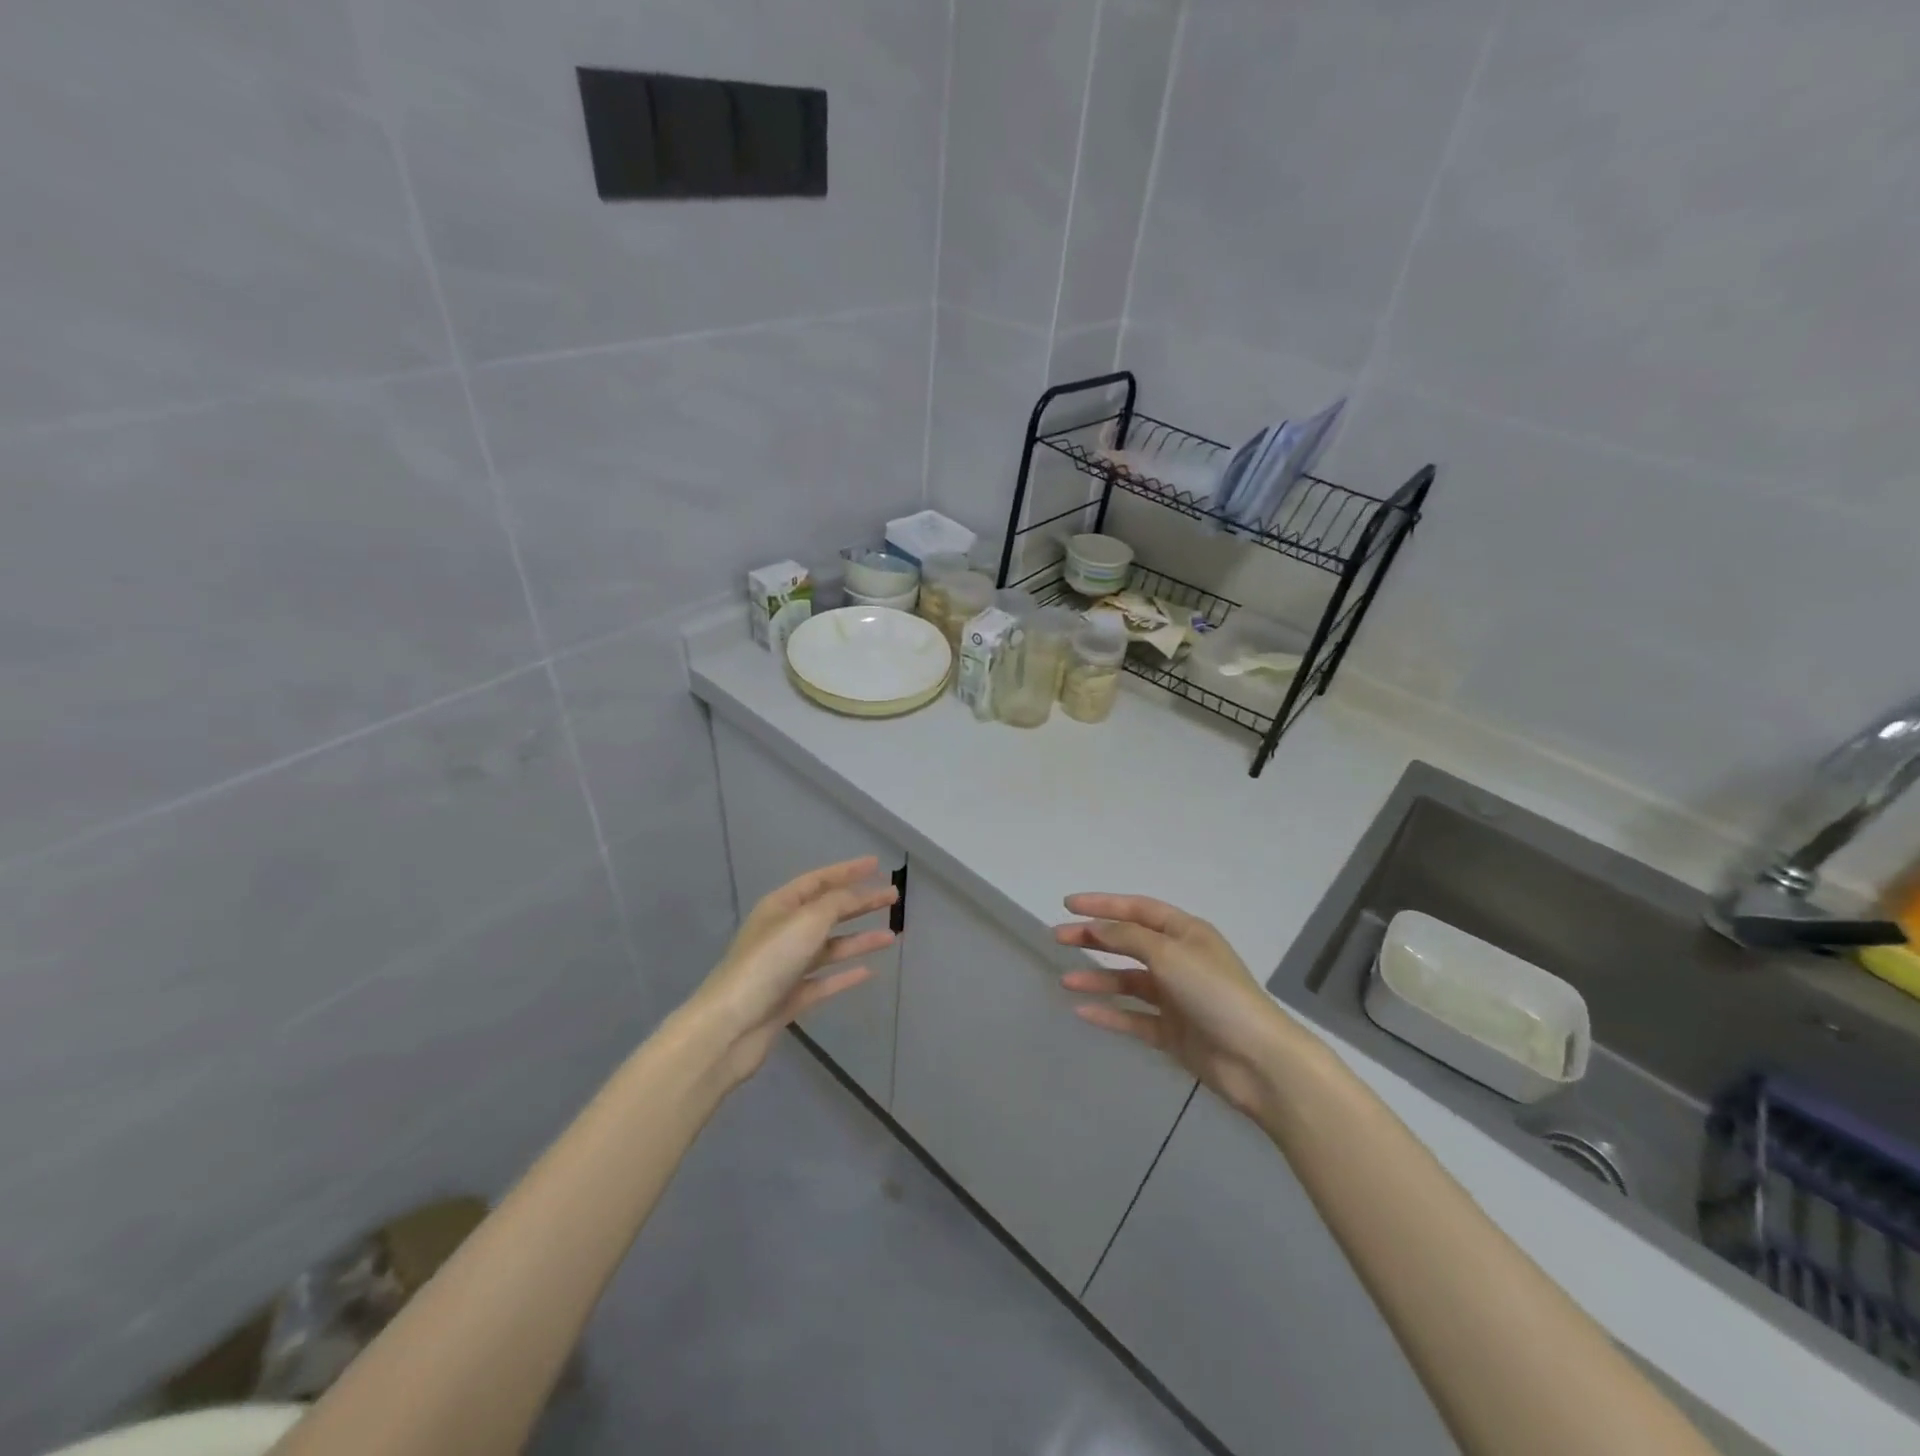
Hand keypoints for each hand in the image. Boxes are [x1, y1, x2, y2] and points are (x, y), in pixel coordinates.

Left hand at [691, 857, 896, 1086]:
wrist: (730, 1026)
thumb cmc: (768, 962)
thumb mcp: (807, 921)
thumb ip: (837, 903)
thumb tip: (858, 894)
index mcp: (780, 907)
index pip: (818, 881)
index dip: (847, 871)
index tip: (877, 865)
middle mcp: (783, 932)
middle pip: (828, 911)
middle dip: (860, 903)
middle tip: (893, 898)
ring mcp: (787, 967)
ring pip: (830, 947)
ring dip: (860, 939)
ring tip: (892, 936)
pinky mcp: (790, 998)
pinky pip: (825, 980)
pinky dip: (846, 975)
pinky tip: (869, 972)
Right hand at [1056, 894, 1303, 1118]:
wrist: (1257, 1061)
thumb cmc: (1215, 994)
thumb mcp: (1169, 955)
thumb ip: (1128, 937)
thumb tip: (1096, 927)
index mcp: (1186, 933)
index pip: (1138, 910)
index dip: (1103, 904)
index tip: (1068, 904)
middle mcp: (1180, 960)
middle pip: (1129, 943)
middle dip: (1094, 938)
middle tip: (1058, 937)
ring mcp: (1176, 998)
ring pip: (1128, 982)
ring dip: (1098, 978)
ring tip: (1065, 980)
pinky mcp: (1172, 1032)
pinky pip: (1134, 1017)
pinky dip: (1110, 1013)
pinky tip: (1083, 1011)